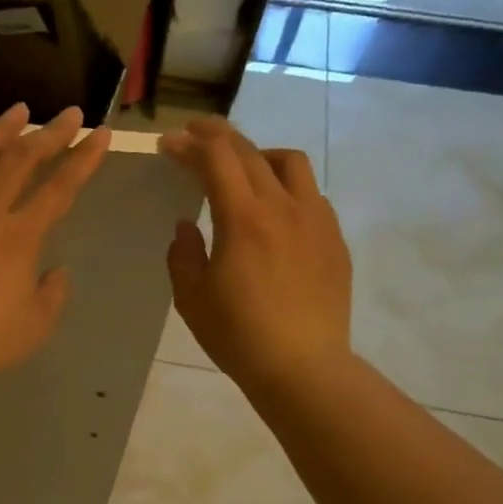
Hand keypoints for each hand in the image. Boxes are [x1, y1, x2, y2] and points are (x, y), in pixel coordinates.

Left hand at [0, 103, 110, 391]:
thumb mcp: (36, 324)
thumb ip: (52, 292)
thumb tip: (55, 271)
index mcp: (20, 235)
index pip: (61, 188)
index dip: (85, 159)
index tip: (101, 133)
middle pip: (21, 160)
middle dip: (49, 133)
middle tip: (68, 113)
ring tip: (15, 111)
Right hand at [160, 117, 352, 396]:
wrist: (303, 367)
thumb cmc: (238, 335)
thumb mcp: (191, 297)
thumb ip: (183, 254)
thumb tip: (188, 225)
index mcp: (244, 218)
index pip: (216, 159)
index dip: (189, 145)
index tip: (168, 144)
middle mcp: (283, 207)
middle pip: (250, 152)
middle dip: (217, 136)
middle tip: (194, 135)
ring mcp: (316, 220)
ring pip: (290, 162)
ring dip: (258, 154)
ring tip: (241, 169)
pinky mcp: (334, 240)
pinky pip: (310, 194)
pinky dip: (285, 186)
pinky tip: (274, 211)